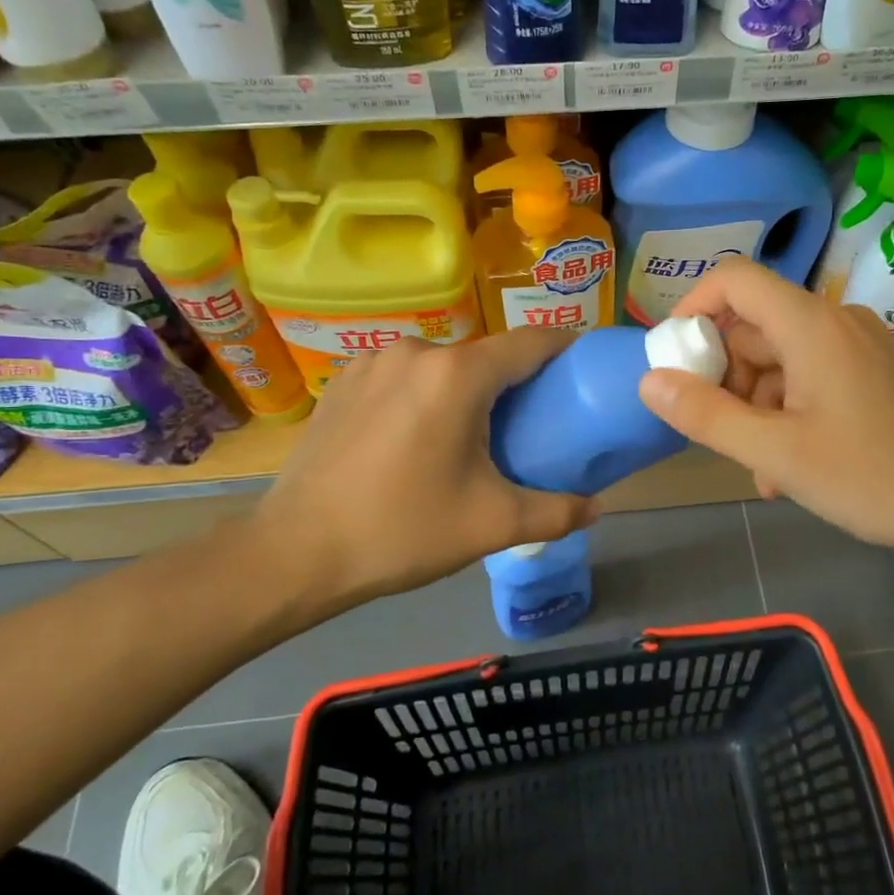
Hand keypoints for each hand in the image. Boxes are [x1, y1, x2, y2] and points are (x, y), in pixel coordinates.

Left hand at [252, 331, 596, 618]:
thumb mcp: (492, 525)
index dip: (566, 348)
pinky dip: (427, 394)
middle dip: (517, 381)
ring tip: (476, 434)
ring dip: (468, 389)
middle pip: (486, 356)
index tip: (586, 367)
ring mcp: (373, 362)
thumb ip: (556, 512)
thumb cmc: (402, 531)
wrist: (295, 552)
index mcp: (457, 375)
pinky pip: (405, 376)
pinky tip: (420, 436)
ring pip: (443, 366)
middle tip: (536, 422)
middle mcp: (416, 352)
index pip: (531, 342)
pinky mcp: (344, 381)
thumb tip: (598, 508)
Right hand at [637, 258, 893, 559]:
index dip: (693, 308)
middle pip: (753, 327)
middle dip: (725, 379)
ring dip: (755, 409)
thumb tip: (649, 382)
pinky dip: (786, 415)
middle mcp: (834, 322)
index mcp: (811, 325)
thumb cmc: (872, 478)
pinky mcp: (870, 375)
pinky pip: (808, 380)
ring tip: (758, 469)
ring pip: (778, 361)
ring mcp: (856, 349)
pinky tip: (785, 469)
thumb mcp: (776, 454)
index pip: (735, 279)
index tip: (673, 359)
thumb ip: (706, 415)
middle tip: (718, 433)